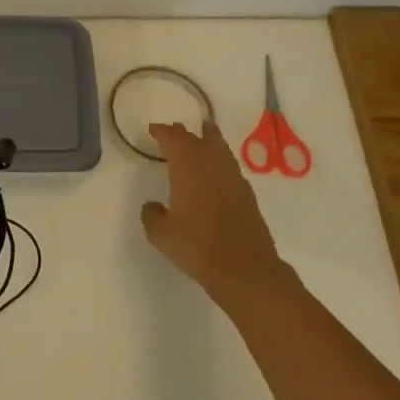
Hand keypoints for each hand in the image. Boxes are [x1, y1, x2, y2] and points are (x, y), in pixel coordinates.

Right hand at [140, 121, 287, 301]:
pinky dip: (219, 161)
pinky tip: (215, 173)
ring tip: (201, 137)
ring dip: (208, 141)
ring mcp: (234, 180)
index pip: (175, 139)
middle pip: (200, 139)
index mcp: (189, 168)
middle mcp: (213, 166)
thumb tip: (153, 206)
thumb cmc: (197, 246)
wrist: (245, 269)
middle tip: (174, 130)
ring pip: (220, 150)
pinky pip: (230, 167)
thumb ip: (152, 214)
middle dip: (185, 133)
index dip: (163, 132)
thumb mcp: (161, 234)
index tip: (153, 130)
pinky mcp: (247, 196)